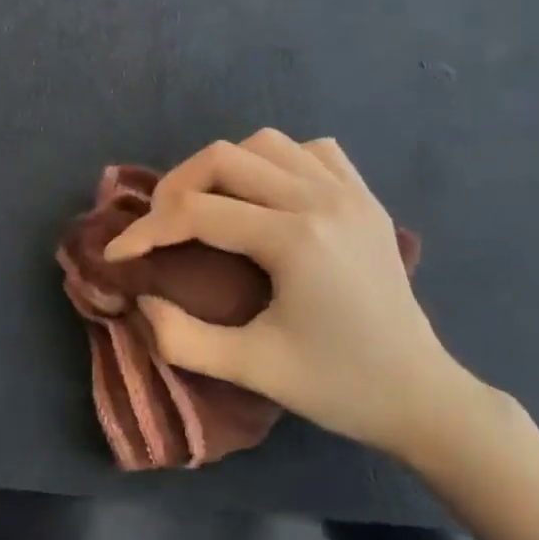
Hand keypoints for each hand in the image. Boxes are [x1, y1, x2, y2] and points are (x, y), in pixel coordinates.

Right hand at [103, 130, 484, 464]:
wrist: (420, 395)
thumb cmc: (338, 386)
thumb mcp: (252, 370)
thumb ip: (183, 339)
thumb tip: (140, 300)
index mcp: (294, 239)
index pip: (197, 213)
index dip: (146, 232)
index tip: (118, 254)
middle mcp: (321, 199)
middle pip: (224, 157)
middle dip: (177, 186)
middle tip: (159, 226)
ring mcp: (349, 192)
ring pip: (266, 143)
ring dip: (225, 167)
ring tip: (208, 206)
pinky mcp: (366, 197)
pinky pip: (312, 151)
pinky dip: (278, 161)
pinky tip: (268, 195)